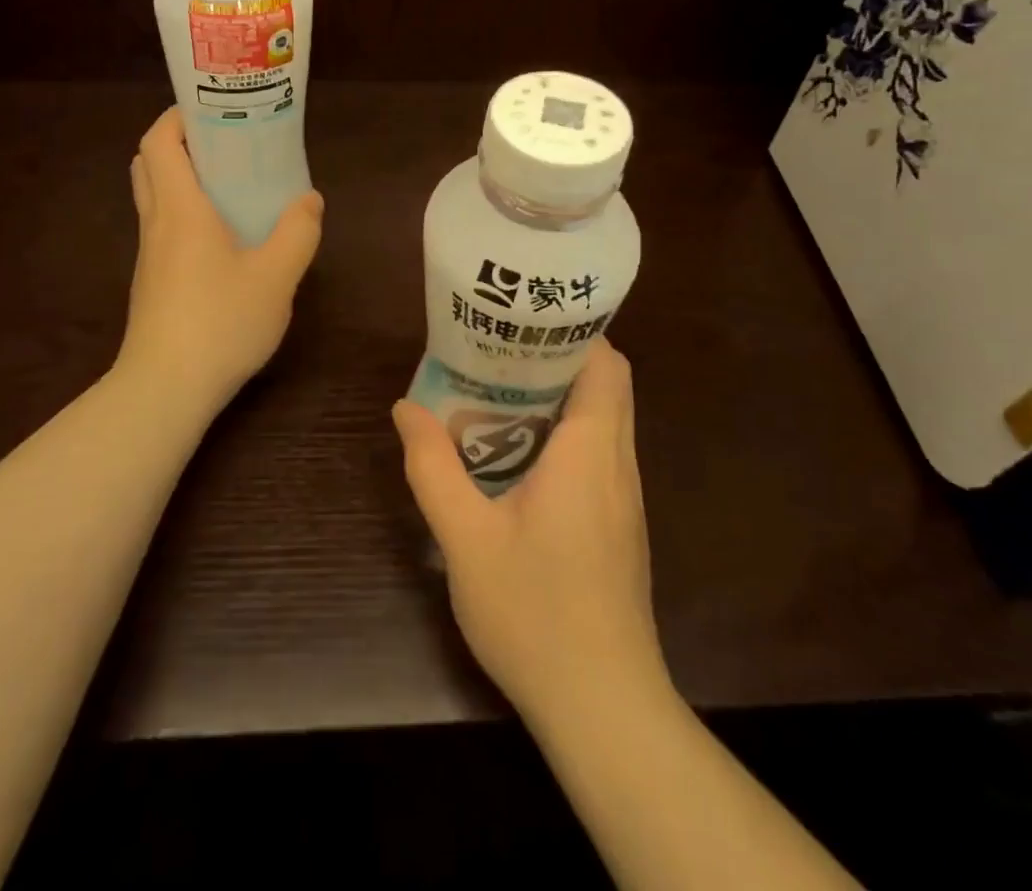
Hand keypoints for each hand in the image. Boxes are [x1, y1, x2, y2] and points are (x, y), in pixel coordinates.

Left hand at [116, 107, 323, 412]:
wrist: (165, 389)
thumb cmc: (220, 322)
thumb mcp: (276, 277)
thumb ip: (297, 232)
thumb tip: (309, 200)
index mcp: (180, 208)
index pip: (159, 141)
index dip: (178, 116)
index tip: (213, 109)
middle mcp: (156, 223)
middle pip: (149, 164)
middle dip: (180, 143)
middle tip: (224, 144)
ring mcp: (149, 256)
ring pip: (155, 198)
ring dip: (183, 180)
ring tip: (231, 185)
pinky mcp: (152, 283)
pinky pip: (164, 229)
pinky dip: (186, 214)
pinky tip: (224, 239)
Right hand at [392, 338, 665, 721]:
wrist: (603, 709)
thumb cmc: (535, 612)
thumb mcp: (465, 537)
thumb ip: (433, 467)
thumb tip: (406, 408)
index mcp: (591, 451)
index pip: (607, 364)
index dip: (572, 332)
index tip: (522, 321)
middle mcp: (618, 464)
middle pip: (605, 385)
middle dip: (555, 359)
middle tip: (496, 351)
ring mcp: (625, 499)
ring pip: (602, 421)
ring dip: (558, 398)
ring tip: (497, 391)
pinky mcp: (619, 526)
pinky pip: (597, 455)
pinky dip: (564, 436)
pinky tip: (515, 455)